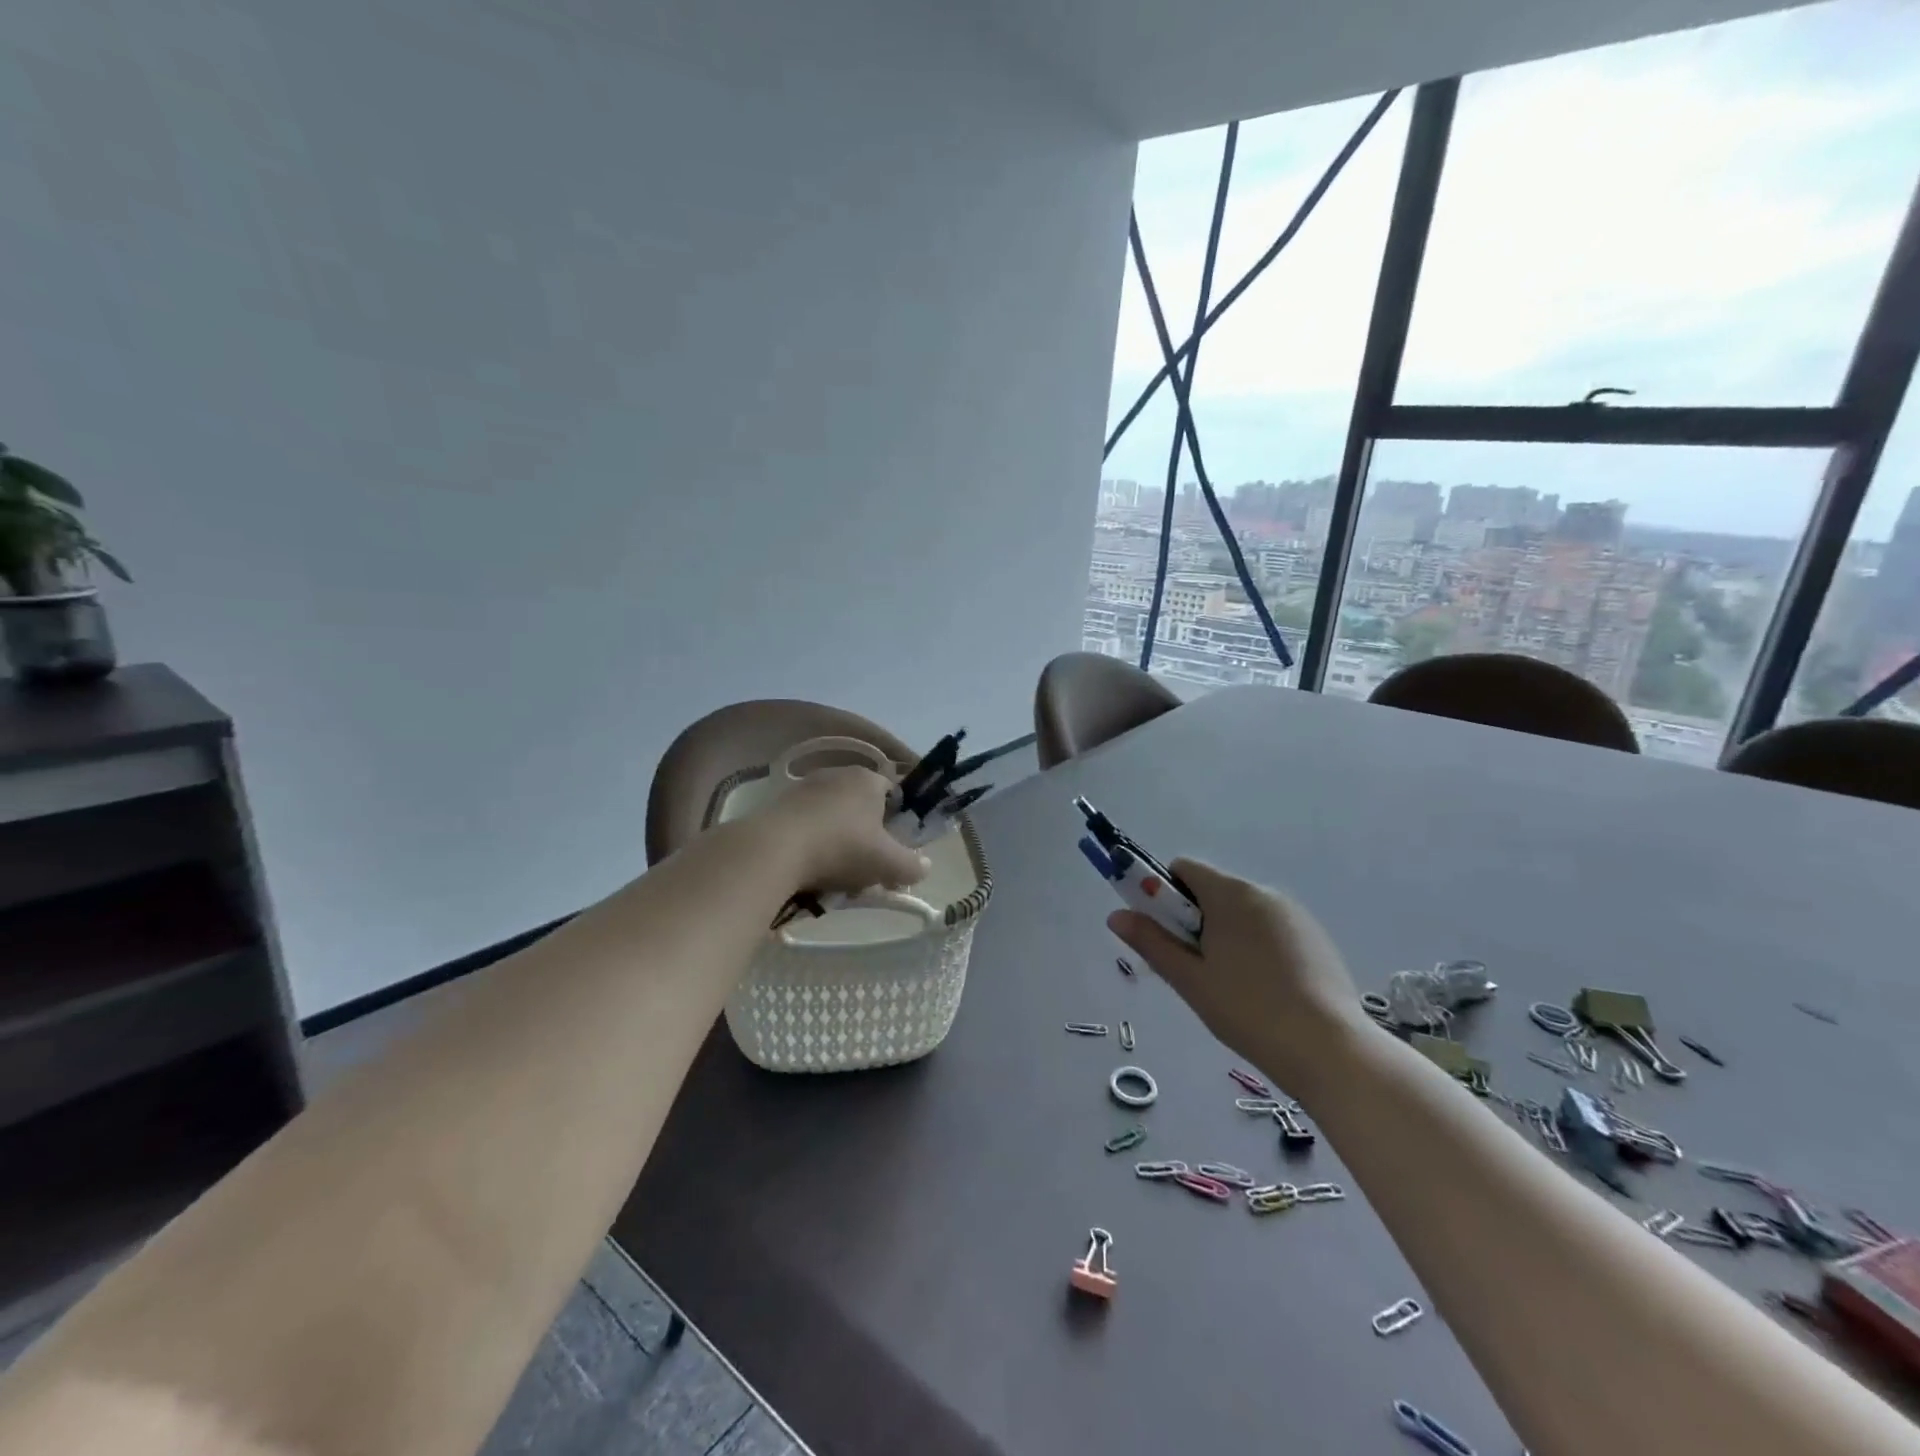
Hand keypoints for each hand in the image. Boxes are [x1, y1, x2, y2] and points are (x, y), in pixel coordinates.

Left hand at [765, 765, 932, 896]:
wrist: (774, 850)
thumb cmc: (842, 848)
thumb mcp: (888, 864)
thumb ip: (912, 866)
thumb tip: (924, 867)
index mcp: (868, 778)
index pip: (894, 793)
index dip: (898, 822)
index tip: (893, 849)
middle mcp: (837, 774)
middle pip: (861, 807)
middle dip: (866, 837)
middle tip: (866, 868)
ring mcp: (804, 787)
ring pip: (832, 818)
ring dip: (837, 843)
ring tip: (835, 877)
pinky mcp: (778, 805)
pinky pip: (805, 825)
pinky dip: (811, 845)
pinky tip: (808, 871)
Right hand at [1108, 859, 1369, 1097]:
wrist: (1329, 1049)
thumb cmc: (1248, 1010)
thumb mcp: (1190, 979)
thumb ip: (1151, 942)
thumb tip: (1116, 916)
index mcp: (1230, 894)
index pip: (1183, 869)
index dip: (1163, 894)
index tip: (1164, 933)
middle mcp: (1263, 893)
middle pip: (1212, 890)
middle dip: (1194, 919)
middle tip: (1194, 967)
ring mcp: (1295, 915)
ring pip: (1242, 911)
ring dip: (1225, 933)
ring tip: (1230, 986)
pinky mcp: (1316, 938)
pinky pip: (1271, 929)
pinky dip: (1256, 946)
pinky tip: (1264, 989)